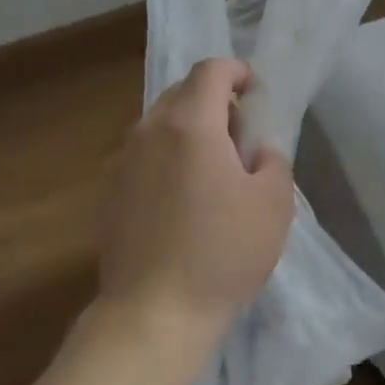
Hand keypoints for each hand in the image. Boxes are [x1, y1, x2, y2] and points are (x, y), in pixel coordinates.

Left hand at [97, 59, 295, 342]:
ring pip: (161, 123)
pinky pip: (145, 154)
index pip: (211, 70)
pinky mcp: (110, 192)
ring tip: (215, 172)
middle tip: (242, 138)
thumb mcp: (275, 202)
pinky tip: (185, 201)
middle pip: (182, 92)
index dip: (238, 72)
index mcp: (191, 124)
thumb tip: (256, 148)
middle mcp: (149, 131)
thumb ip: (272, 158)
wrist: (154, 314)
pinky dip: (169, 157)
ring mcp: (123, 161)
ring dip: (191, 130)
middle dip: (215, 101)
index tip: (257, 96)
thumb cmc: (223, 252)